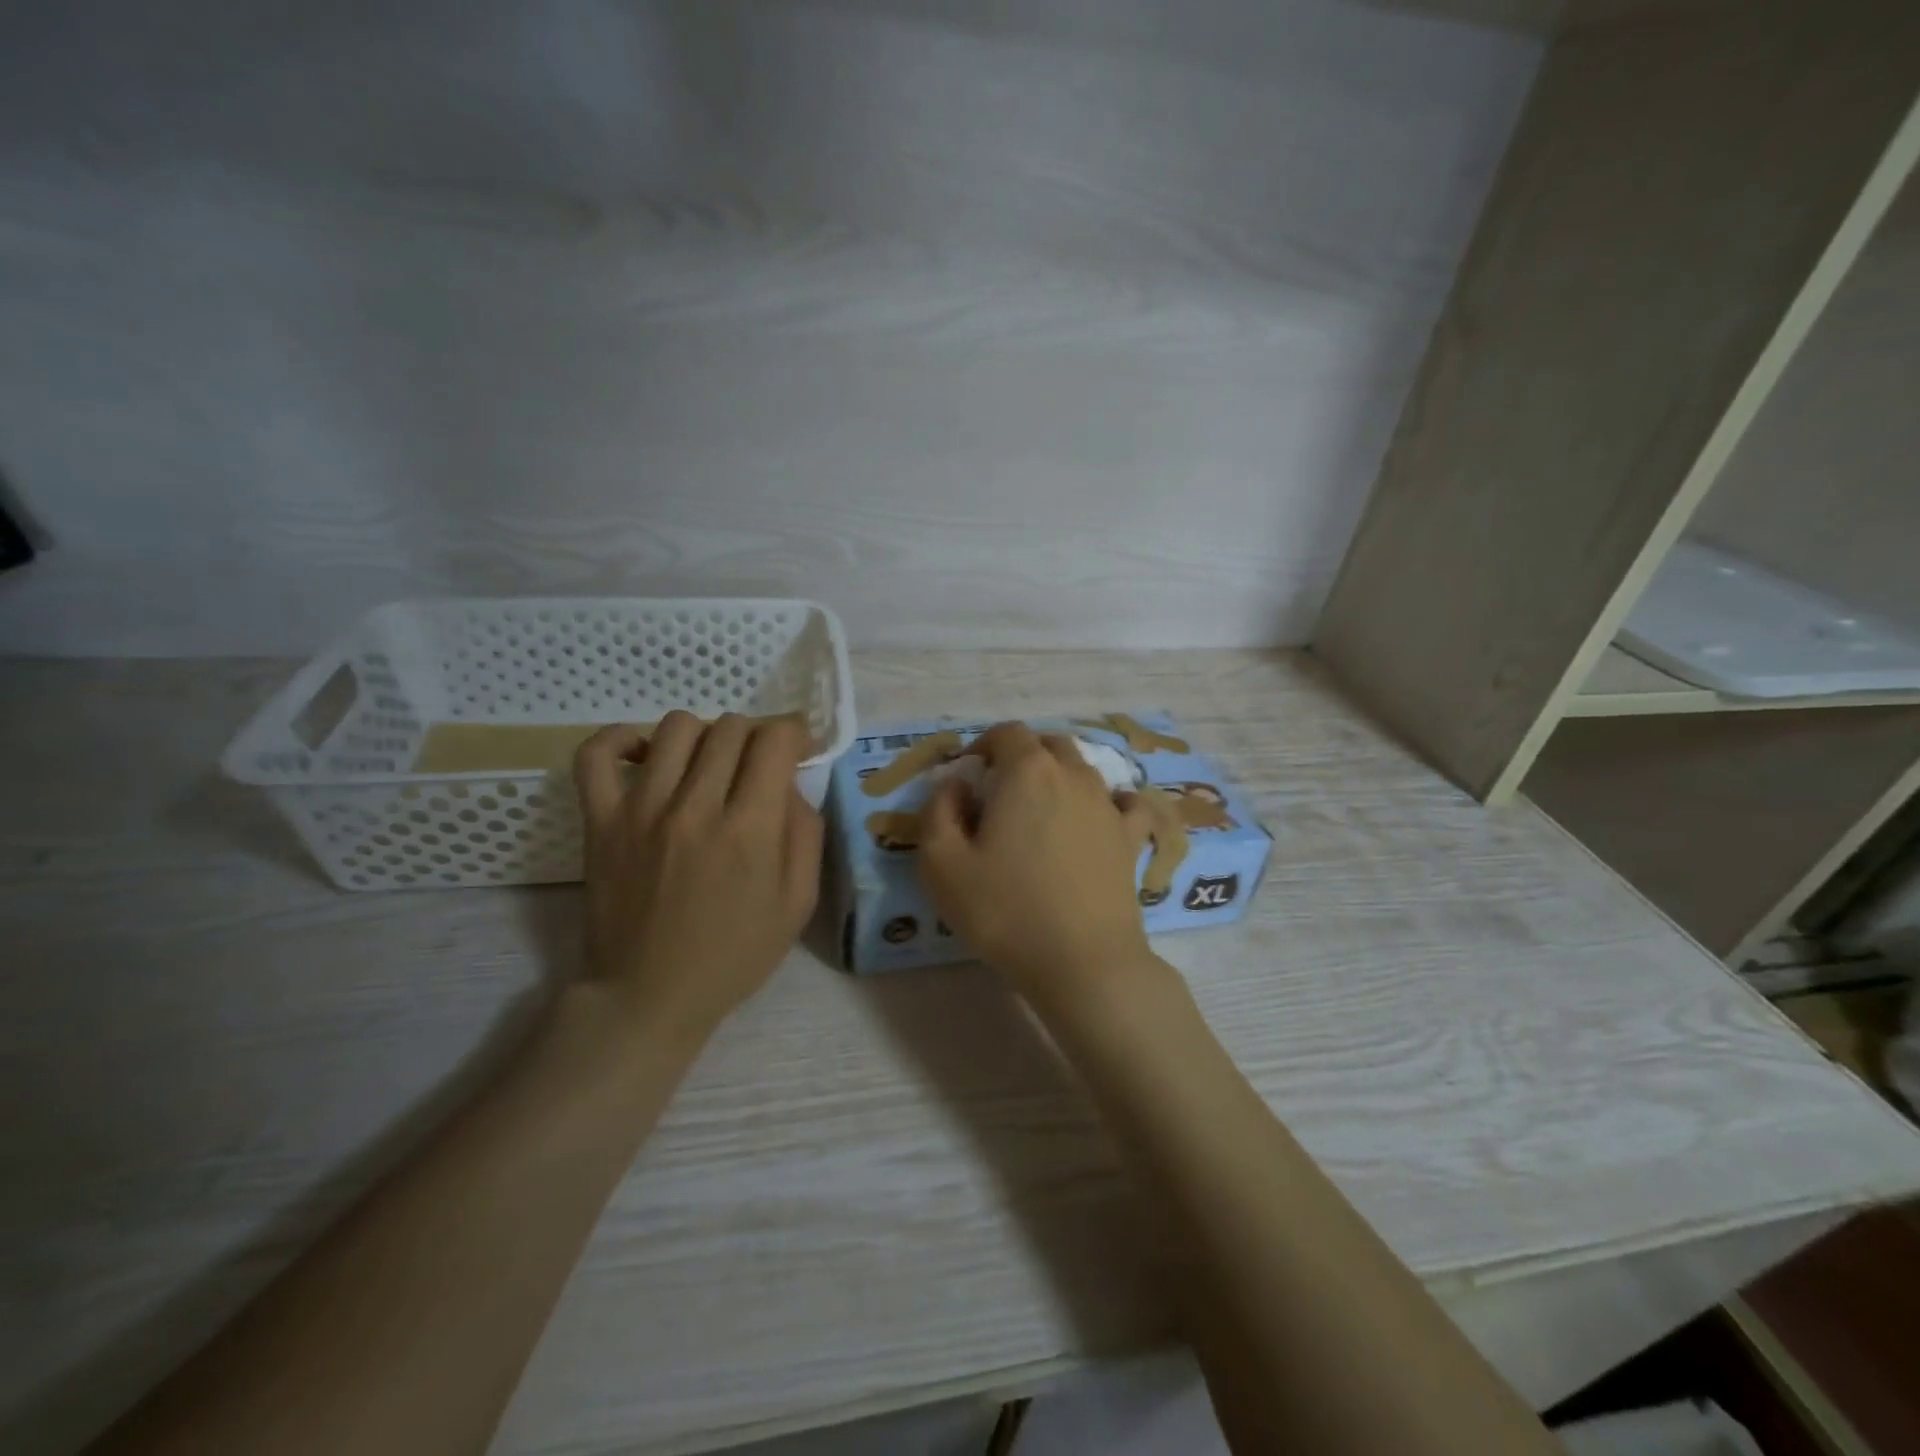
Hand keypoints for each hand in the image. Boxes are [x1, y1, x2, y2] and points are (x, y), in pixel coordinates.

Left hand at [572, 711, 823, 1046]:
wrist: (649, 995)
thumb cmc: (734, 954)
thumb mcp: (798, 903)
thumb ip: (804, 832)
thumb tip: (790, 782)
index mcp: (750, 830)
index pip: (775, 740)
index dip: (794, 734)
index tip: (797, 752)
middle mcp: (696, 807)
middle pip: (731, 727)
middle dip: (757, 736)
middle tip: (758, 766)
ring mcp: (641, 810)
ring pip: (677, 727)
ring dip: (706, 735)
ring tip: (708, 765)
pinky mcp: (600, 820)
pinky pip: (597, 753)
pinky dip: (622, 738)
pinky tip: (647, 754)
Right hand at [918, 722, 1156, 1011]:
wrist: (1082, 962)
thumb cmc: (1005, 910)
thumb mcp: (941, 864)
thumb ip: (938, 811)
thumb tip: (957, 785)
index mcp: (1027, 771)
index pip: (1007, 732)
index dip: (983, 745)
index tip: (969, 775)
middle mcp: (1073, 775)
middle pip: (1048, 744)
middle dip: (1021, 756)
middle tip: (1000, 793)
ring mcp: (1108, 805)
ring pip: (1083, 769)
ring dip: (1058, 777)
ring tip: (1040, 812)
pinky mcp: (1131, 838)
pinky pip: (1126, 803)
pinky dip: (1110, 802)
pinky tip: (1099, 820)